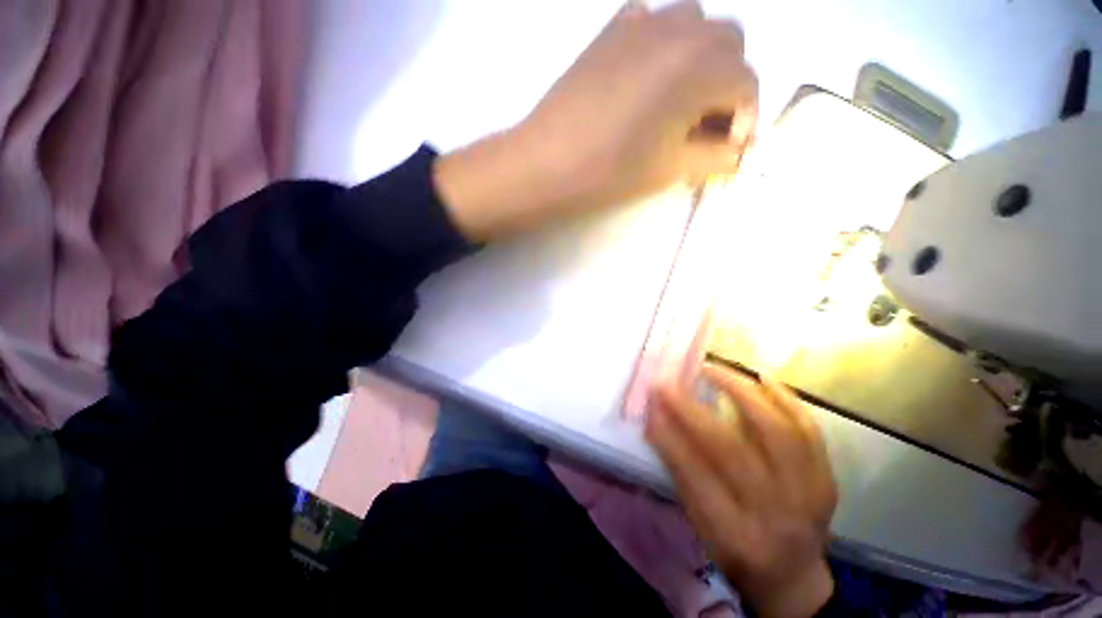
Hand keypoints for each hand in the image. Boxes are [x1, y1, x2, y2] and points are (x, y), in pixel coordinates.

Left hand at [434, 0, 757, 240]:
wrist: (547, 163)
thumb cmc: (610, 172)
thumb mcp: (671, 169)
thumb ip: (715, 154)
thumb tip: (737, 148)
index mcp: (701, 66)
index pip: (747, 84)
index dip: (744, 119)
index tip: (727, 147)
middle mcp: (681, 29)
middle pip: (729, 45)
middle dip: (727, 84)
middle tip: (703, 124)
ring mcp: (643, 21)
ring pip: (695, 26)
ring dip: (700, 59)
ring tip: (677, 102)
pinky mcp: (612, 28)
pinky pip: (654, 20)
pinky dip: (664, 43)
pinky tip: (647, 76)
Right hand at [646, 364, 837, 617]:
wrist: (793, 576)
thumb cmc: (736, 552)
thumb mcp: (700, 525)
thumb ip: (679, 473)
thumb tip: (655, 421)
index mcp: (735, 535)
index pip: (695, 478)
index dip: (669, 437)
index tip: (650, 404)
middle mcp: (775, 514)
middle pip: (733, 452)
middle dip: (693, 411)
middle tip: (670, 383)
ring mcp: (808, 494)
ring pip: (778, 432)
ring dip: (741, 393)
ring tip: (712, 370)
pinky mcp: (827, 478)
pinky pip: (810, 431)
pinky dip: (786, 399)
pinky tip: (763, 378)